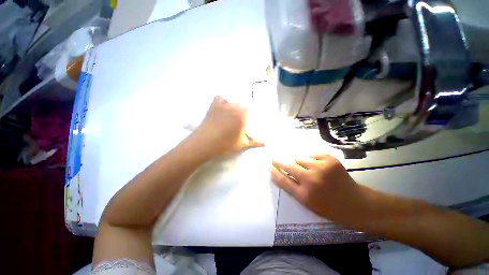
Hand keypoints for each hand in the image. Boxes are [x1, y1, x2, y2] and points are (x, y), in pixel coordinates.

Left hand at [194, 96, 262, 156]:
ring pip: (233, 102)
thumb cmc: (225, 144)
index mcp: (243, 115)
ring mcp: (223, 105)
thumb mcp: (242, 144)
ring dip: (235, 108)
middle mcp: (235, 106)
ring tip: (232, 116)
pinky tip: (223, 108)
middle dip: (244, 113)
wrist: (204, 143)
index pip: (252, 110)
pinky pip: (220, 98)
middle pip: (243, 106)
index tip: (249, 123)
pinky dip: (223, 102)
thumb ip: (255, 142)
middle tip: (241, 122)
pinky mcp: (214, 105)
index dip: (251, 116)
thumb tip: (266, 143)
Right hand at [271, 153, 360, 220]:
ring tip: (307, 168)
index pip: (283, 180)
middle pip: (288, 166)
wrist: (356, 204)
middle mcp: (310, 180)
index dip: (274, 172)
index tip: (269, 167)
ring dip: (299, 162)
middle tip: (274, 158)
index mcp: (304, 195)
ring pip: (299, 158)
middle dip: (279, 161)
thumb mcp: (308, 203)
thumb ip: (293, 188)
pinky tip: (319, 166)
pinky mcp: (330, 160)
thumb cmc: (329, 207)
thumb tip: (281, 174)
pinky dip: (312, 158)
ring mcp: (321, 168)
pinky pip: (312, 154)